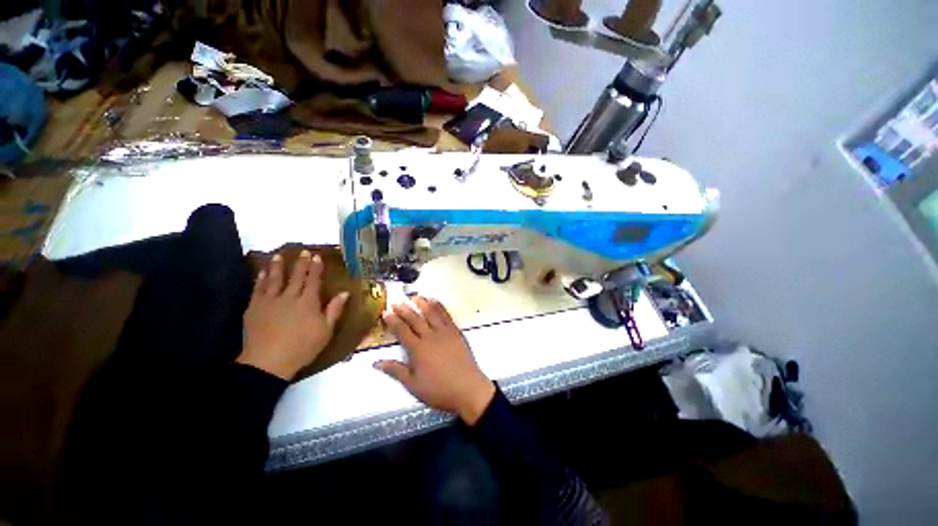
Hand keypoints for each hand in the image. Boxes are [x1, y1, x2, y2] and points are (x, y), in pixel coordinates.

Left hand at [238, 251, 348, 379]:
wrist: (268, 362)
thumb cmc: (302, 347)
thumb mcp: (325, 330)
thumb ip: (334, 310)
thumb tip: (345, 292)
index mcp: (308, 302)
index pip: (313, 280)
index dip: (316, 268)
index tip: (317, 257)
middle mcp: (289, 297)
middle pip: (296, 277)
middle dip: (300, 263)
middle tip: (303, 251)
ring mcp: (270, 301)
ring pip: (274, 279)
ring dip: (277, 267)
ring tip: (278, 256)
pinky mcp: (254, 308)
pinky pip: (258, 289)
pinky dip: (260, 279)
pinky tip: (261, 273)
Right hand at [374, 297, 494, 424]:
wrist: (468, 389)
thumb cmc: (439, 390)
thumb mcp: (413, 385)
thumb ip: (395, 371)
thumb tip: (376, 362)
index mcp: (418, 349)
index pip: (402, 331)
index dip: (393, 321)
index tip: (386, 312)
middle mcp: (430, 337)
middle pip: (415, 319)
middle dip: (405, 310)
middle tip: (397, 302)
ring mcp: (445, 332)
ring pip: (432, 313)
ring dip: (423, 304)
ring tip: (415, 296)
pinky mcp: (456, 332)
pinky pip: (446, 315)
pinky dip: (440, 306)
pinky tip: (435, 301)